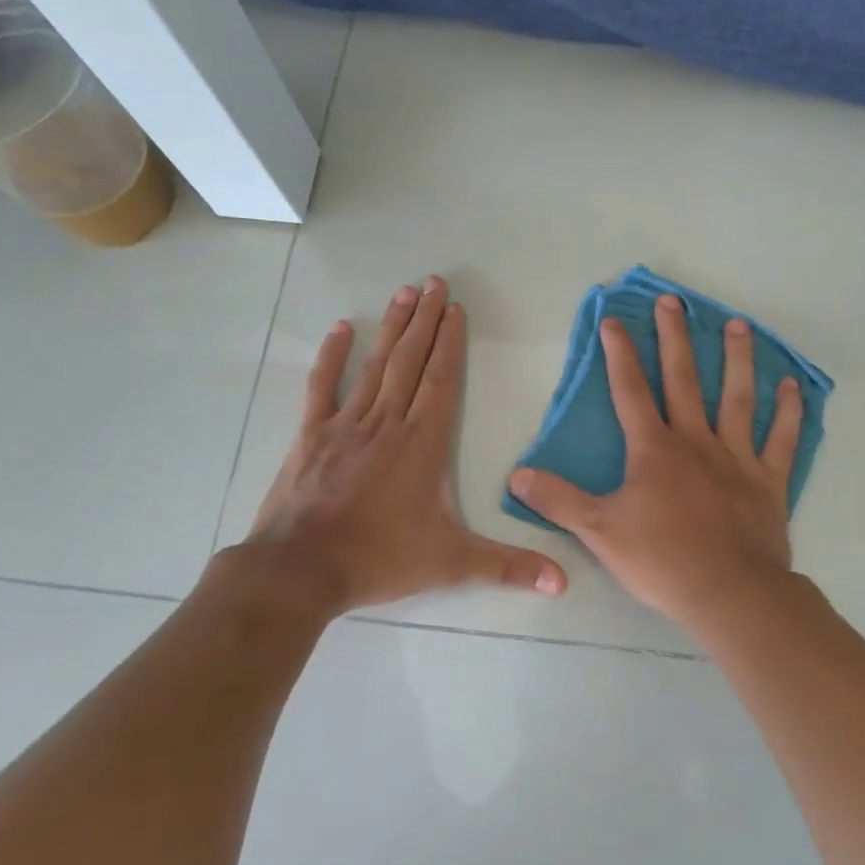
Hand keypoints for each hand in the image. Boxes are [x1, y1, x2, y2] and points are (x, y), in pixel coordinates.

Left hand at [242, 277, 567, 614]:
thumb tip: (563, 583)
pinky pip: (323, 387)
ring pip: (374, 366)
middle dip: (425, 320)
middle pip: (411, 361)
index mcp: (422, 443)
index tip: (456, 308)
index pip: (442, 380)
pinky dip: (331, 357)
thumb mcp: (453, 563)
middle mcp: (387, 423)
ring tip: (404, 293)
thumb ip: (509, 567)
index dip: (451, 343)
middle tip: (433, 282)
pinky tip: (340, 329)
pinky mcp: (311, 436)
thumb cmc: (380, 559)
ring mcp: (346, 425)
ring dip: (391, 328)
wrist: (301, 570)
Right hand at [509, 294, 802, 631]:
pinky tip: (792, 387)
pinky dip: (788, 413)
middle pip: (684, 380)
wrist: (727, 591)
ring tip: (738, 324)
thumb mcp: (598, 531)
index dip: (619, 354)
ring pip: (737, 398)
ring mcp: (736, 457)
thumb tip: (516, 475)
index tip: (612, 319)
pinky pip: (781, 440)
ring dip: (738, 360)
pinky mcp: (768, 480)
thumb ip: (558, 500)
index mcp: (654, 450)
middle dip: (674, 338)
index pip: (630, 391)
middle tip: (673, 301)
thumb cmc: (661, 560)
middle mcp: (696, 441)